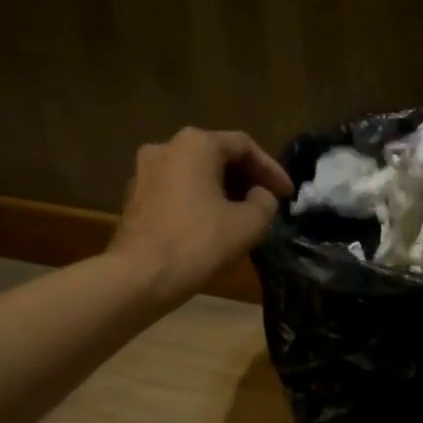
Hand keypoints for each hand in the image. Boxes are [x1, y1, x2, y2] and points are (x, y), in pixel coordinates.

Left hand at [108, 128, 293, 306]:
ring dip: (222, 191)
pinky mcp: (134, 198)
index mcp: (195, 144)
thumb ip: (265, 202)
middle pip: (216, 156)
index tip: (288, 194)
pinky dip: (198, 201)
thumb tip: (259, 195)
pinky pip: (176, 191)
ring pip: (194, 174)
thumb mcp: (249, 224)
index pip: (244, 146)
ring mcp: (144, 172)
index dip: (272, 170)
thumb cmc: (198, 243)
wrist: (139, 277)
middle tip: (267, 201)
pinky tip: (212, 225)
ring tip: (243, 215)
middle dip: (246, 179)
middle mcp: (165, 147)